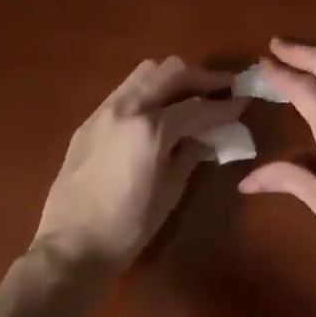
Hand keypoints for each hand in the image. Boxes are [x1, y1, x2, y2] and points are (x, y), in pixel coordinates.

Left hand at [33, 57, 242, 272]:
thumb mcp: (171, 190)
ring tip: (190, 95)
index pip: (198, 106)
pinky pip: (126, 90)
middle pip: (171, 71)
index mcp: (151, 128)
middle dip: (201, 77)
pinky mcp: (89, 120)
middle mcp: (127, 107)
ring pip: (145, 72)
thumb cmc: (129, 226)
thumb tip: (209, 136)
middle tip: (221, 89)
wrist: (71, 245)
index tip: (244, 103)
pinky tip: (158, 112)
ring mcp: (104, 110)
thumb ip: (192, 153)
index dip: (225, 106)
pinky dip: (149, 91)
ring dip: (173, 78)